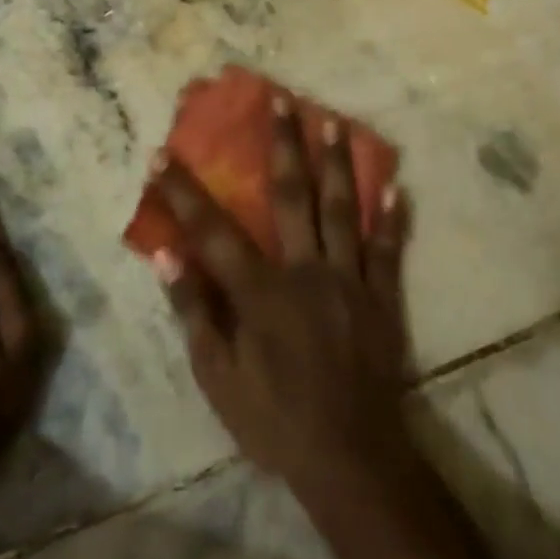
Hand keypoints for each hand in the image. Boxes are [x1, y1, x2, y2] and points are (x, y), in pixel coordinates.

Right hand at [150, 96, 413, 497]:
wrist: (351, 458)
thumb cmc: (275, 421)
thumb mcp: (218, 378)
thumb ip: (195, 313)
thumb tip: (168, 257)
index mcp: (261, 292)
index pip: (214, 231)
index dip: (185, 192)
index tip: (163, 155)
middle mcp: (307, 272)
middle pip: (293, 197)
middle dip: (283, 146)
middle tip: (281, 100)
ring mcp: (351, 281)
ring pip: (342, 210)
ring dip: (338, 163)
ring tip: (334, 121)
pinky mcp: (384, 298)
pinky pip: (389, 250)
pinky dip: (392, 217)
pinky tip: (395, 184)